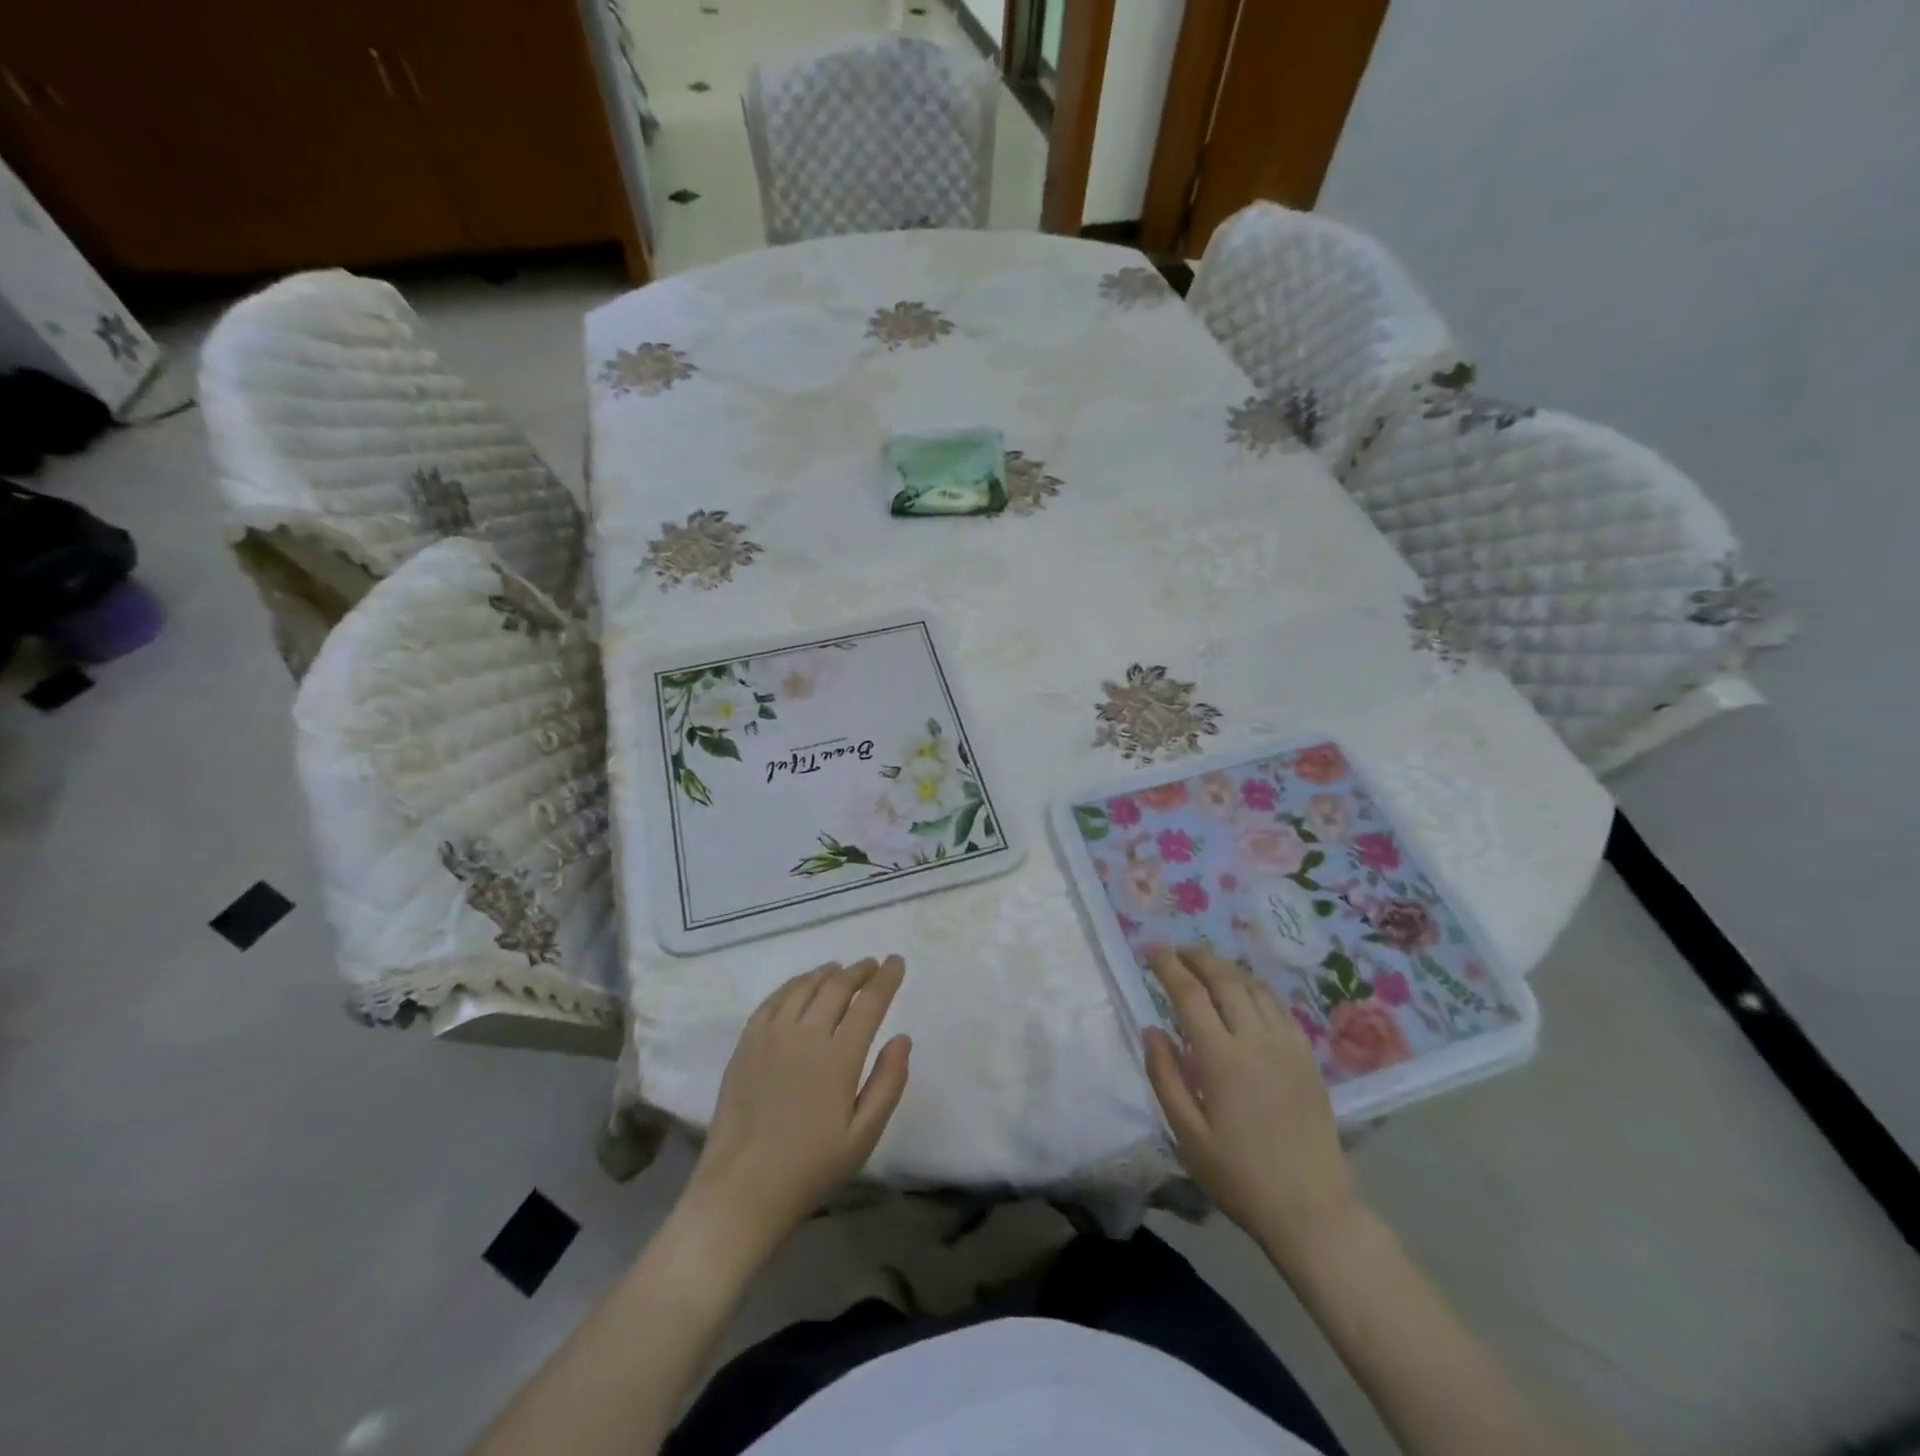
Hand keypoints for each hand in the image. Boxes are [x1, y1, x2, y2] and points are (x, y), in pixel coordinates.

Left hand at [684, 956, 911, 1256]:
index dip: (886, 978)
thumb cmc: (810, 1167)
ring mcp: (771, 1035)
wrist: (741, 1189)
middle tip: (873, 964)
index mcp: (839, 1057)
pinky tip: (801, 985)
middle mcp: (805, 1034)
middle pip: (837, 986)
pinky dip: (794, 984)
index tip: (897, 962)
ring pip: (804, 986)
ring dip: (827, 972)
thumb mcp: (863, 1136)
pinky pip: (773, 999)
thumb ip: (888, 1083)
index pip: (869, 1002)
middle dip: (860, 971)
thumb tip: (902, 1038)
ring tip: (840, 969)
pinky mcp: (747, 1042)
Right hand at [1142, 945, 1361, 1269]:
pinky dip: (1254, 987)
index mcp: (1222, 1058)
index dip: (1168, 966)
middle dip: (1197, 957)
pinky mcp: (1306, 1057)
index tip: (1150, 949)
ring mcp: (1286, 1045)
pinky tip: (1244, 992)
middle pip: (1225, 979)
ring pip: (1253, 987)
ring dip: (1226, 968)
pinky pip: (1277, 1006)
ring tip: (1205, 965)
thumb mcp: (1188, 1135)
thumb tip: (1151, 1030)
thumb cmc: (1240, 1177)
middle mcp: (1256, 1040)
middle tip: (1175, 951)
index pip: (1190, 994)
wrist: (1313, 1210)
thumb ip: (1165, 1076)